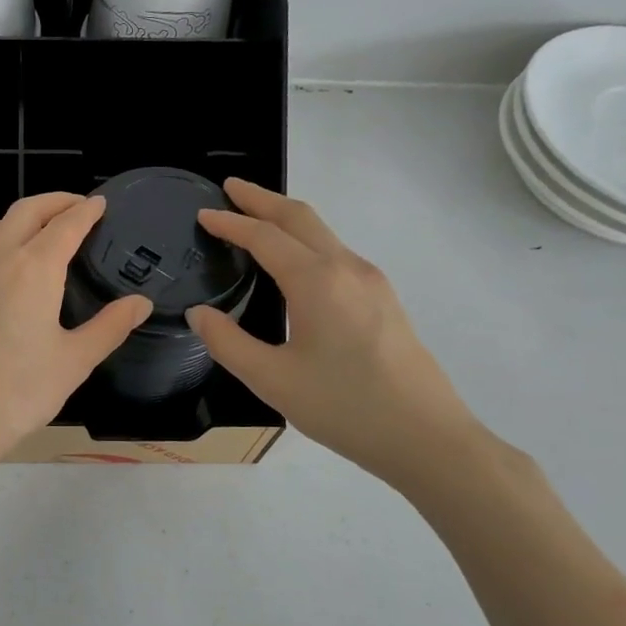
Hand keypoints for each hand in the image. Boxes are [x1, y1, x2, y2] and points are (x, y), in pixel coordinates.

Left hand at [0, 193, 151, 472]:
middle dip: (55, 202)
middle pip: (26, 211)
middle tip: (77, 207)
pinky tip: (3, 270)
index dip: (86, 211)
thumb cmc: (17, 394)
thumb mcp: (74, 362)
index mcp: (33, 269)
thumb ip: (110, 326)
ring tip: (39, 232)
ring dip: (20, 218)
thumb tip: (140, 302)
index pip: (65, 224)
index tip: (100, 203)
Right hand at [185, 178, 486, 490]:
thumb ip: (227, 342)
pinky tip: (294, 264)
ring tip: (256, 220)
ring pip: (323, 233)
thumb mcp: (272, 380)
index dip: (231, 222)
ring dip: (286, 219)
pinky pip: (336, 253)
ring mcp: (371, 282)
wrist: (426, 437)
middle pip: (300, 218)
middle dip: (262, 199)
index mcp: (317, 281)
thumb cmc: (344, 407)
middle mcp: (347, 268)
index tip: (203, 213)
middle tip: (231, 188)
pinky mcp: (384, 300)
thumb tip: (199, 313)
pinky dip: (306, 242)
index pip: (264, 237)